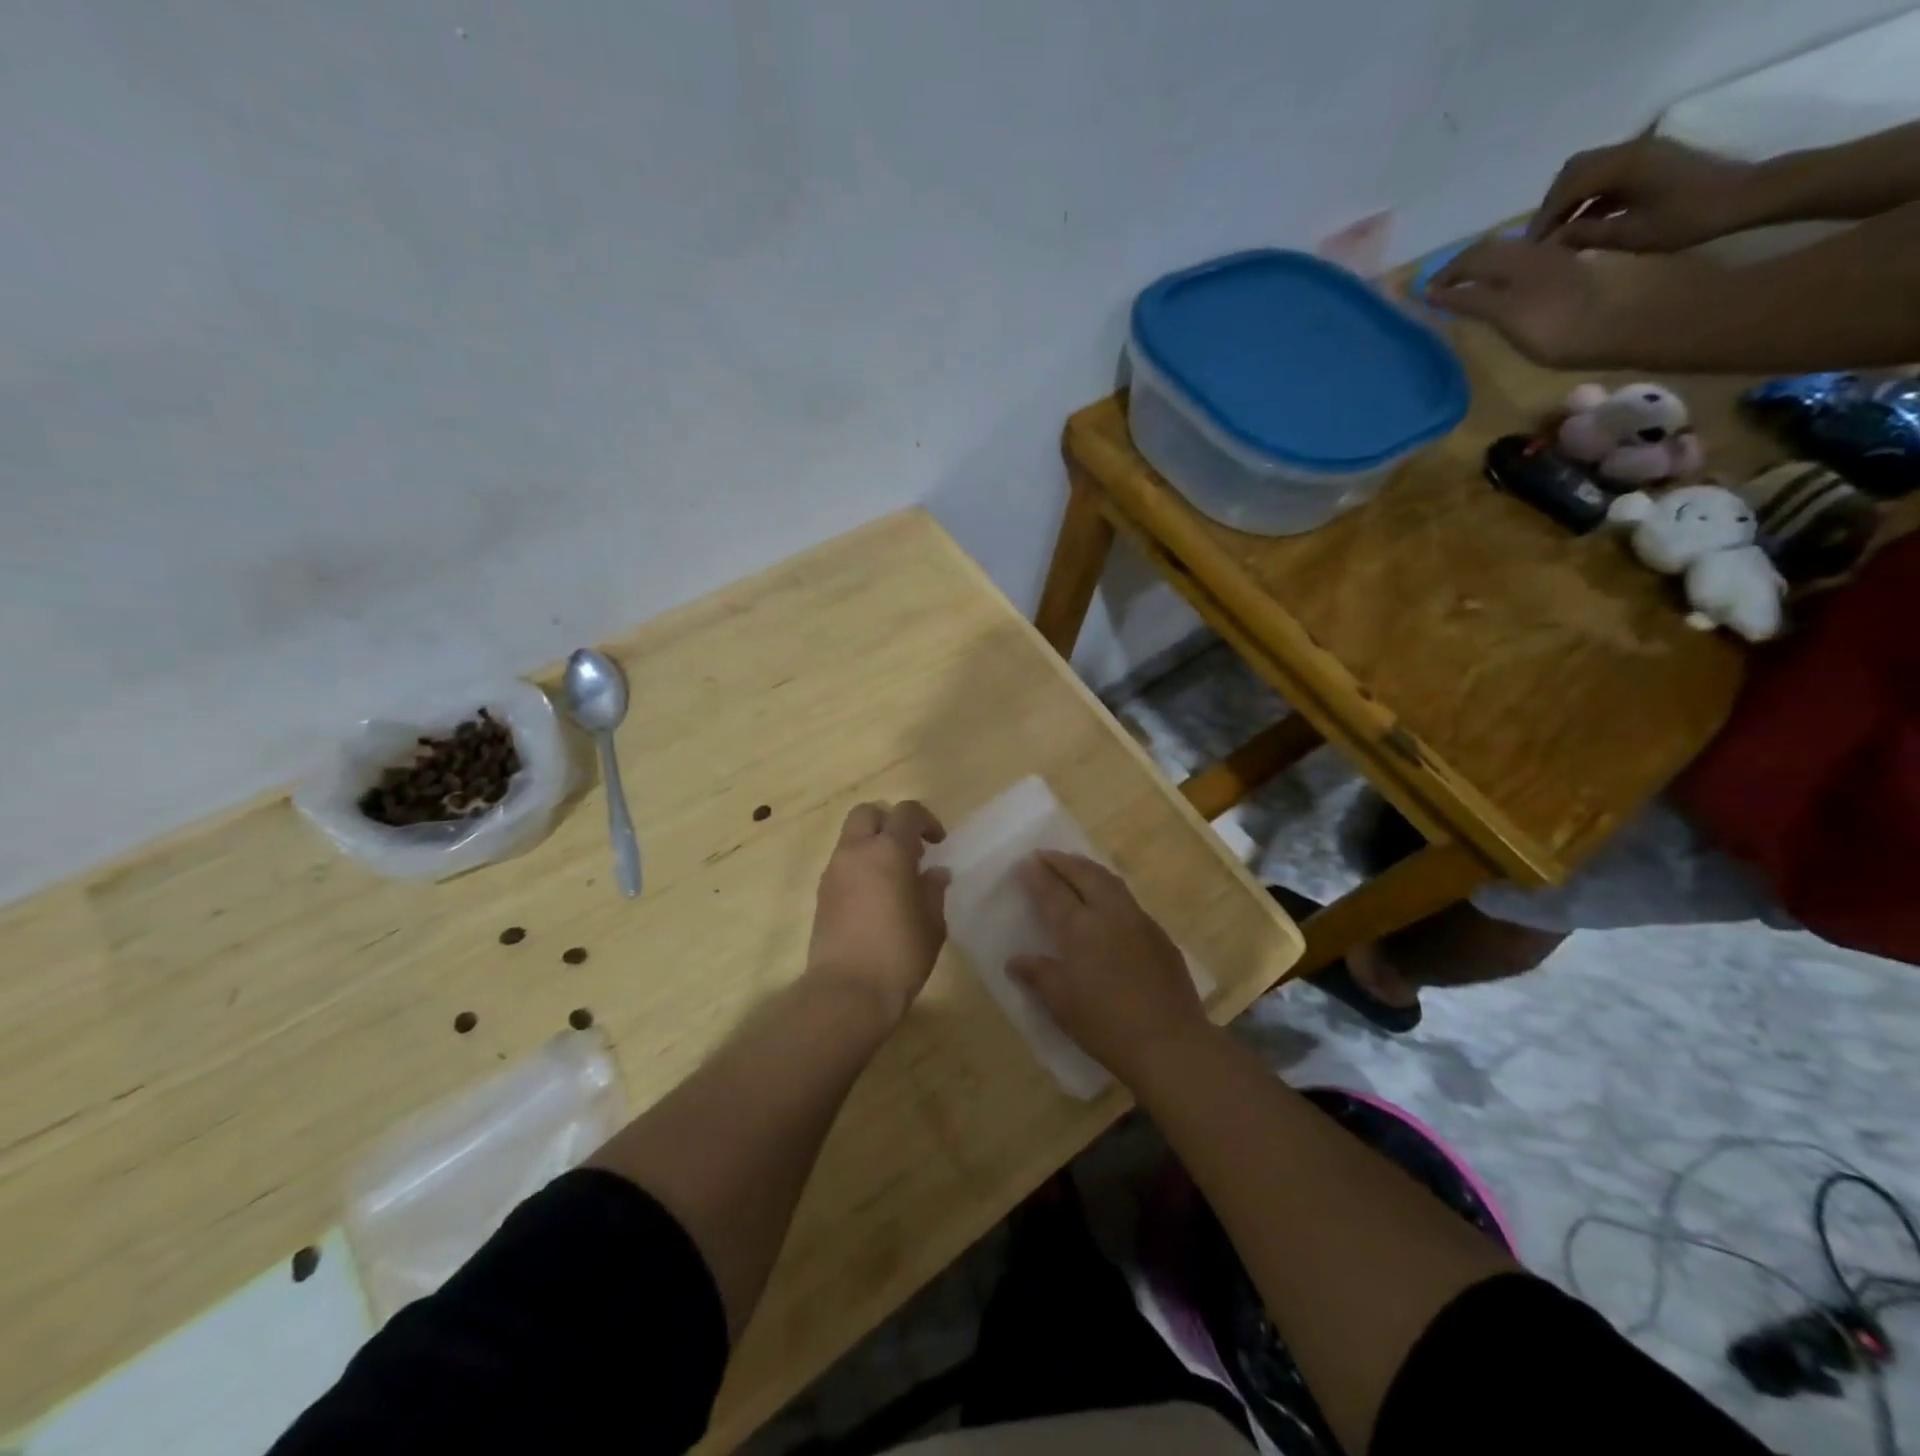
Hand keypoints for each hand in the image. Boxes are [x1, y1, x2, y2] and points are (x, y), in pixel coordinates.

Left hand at [806, 801, 949, 1026]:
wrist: (847, 991)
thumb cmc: (900, 954)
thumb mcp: (931, 923)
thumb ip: (933, 890)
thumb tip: (934, 873)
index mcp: (888, 851)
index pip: (906, 812)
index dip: (925, 820)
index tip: (938, 844)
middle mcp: (856, 852)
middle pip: (868, 813)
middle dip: (890, 822)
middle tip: (910, 850)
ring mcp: (833, 872)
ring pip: (851, 838)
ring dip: (872, 845)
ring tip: (894, 877)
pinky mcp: (821, 894)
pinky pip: (842, 864)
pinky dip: (859, 866)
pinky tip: (875, 897)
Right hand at [1008, 851, 1212, 1085]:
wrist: (1170, 1043)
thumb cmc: (1105, 1023)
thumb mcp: (1061, 1002)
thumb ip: (1038, 974)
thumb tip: (1015, 960)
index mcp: (1080, 928)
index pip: (1053, 892)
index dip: (1037, 876)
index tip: (1025, 862)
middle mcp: (1110, 914)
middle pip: (1085, 874)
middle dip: (1063, 861)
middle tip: (1046, 856)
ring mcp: (1139, 922)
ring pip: (1111, 882)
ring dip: (1089, 870)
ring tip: (1075, 868)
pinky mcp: (1160, 936)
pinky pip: (1129, 901)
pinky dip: (1110, 891)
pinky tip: (1107, 904)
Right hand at [1427, 237, 1615, 366]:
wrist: (1625, 324)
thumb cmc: (1559, 325)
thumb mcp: (1505, 313)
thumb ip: (1470, 300)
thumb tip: (1434, 293)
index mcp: (1518, 258)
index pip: (1473, 257)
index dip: (1448, 273)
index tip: (1426, 293)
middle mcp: (1536, 252)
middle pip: (1492, 252)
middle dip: (1464, 268)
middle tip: (1443, 289)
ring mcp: (1556, 261)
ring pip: (1511, 256)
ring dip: (1485, 270)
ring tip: (1470, 289)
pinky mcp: (1571, 273)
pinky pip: (1529, 264)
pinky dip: (1506, 275)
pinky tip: (1505, 289)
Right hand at [1529, 134, 1760, 251]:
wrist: (1742, 197)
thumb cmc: (1687, 219)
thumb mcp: (1629, 235)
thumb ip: (1585, 235)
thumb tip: (1550, 242)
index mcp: (1624, 165)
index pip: (1567, 187)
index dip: (1544, 217)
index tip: (1530, 247)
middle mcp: (1629, 150)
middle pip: (1573, 171)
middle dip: (1551, 204)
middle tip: (1541, 237)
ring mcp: (1641, 152)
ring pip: (1587, 170)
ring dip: (1567, 199)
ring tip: (1558, 231)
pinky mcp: (1648, 160)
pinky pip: (1604, 174)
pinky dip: (1586, 196)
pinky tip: (1582, 221)